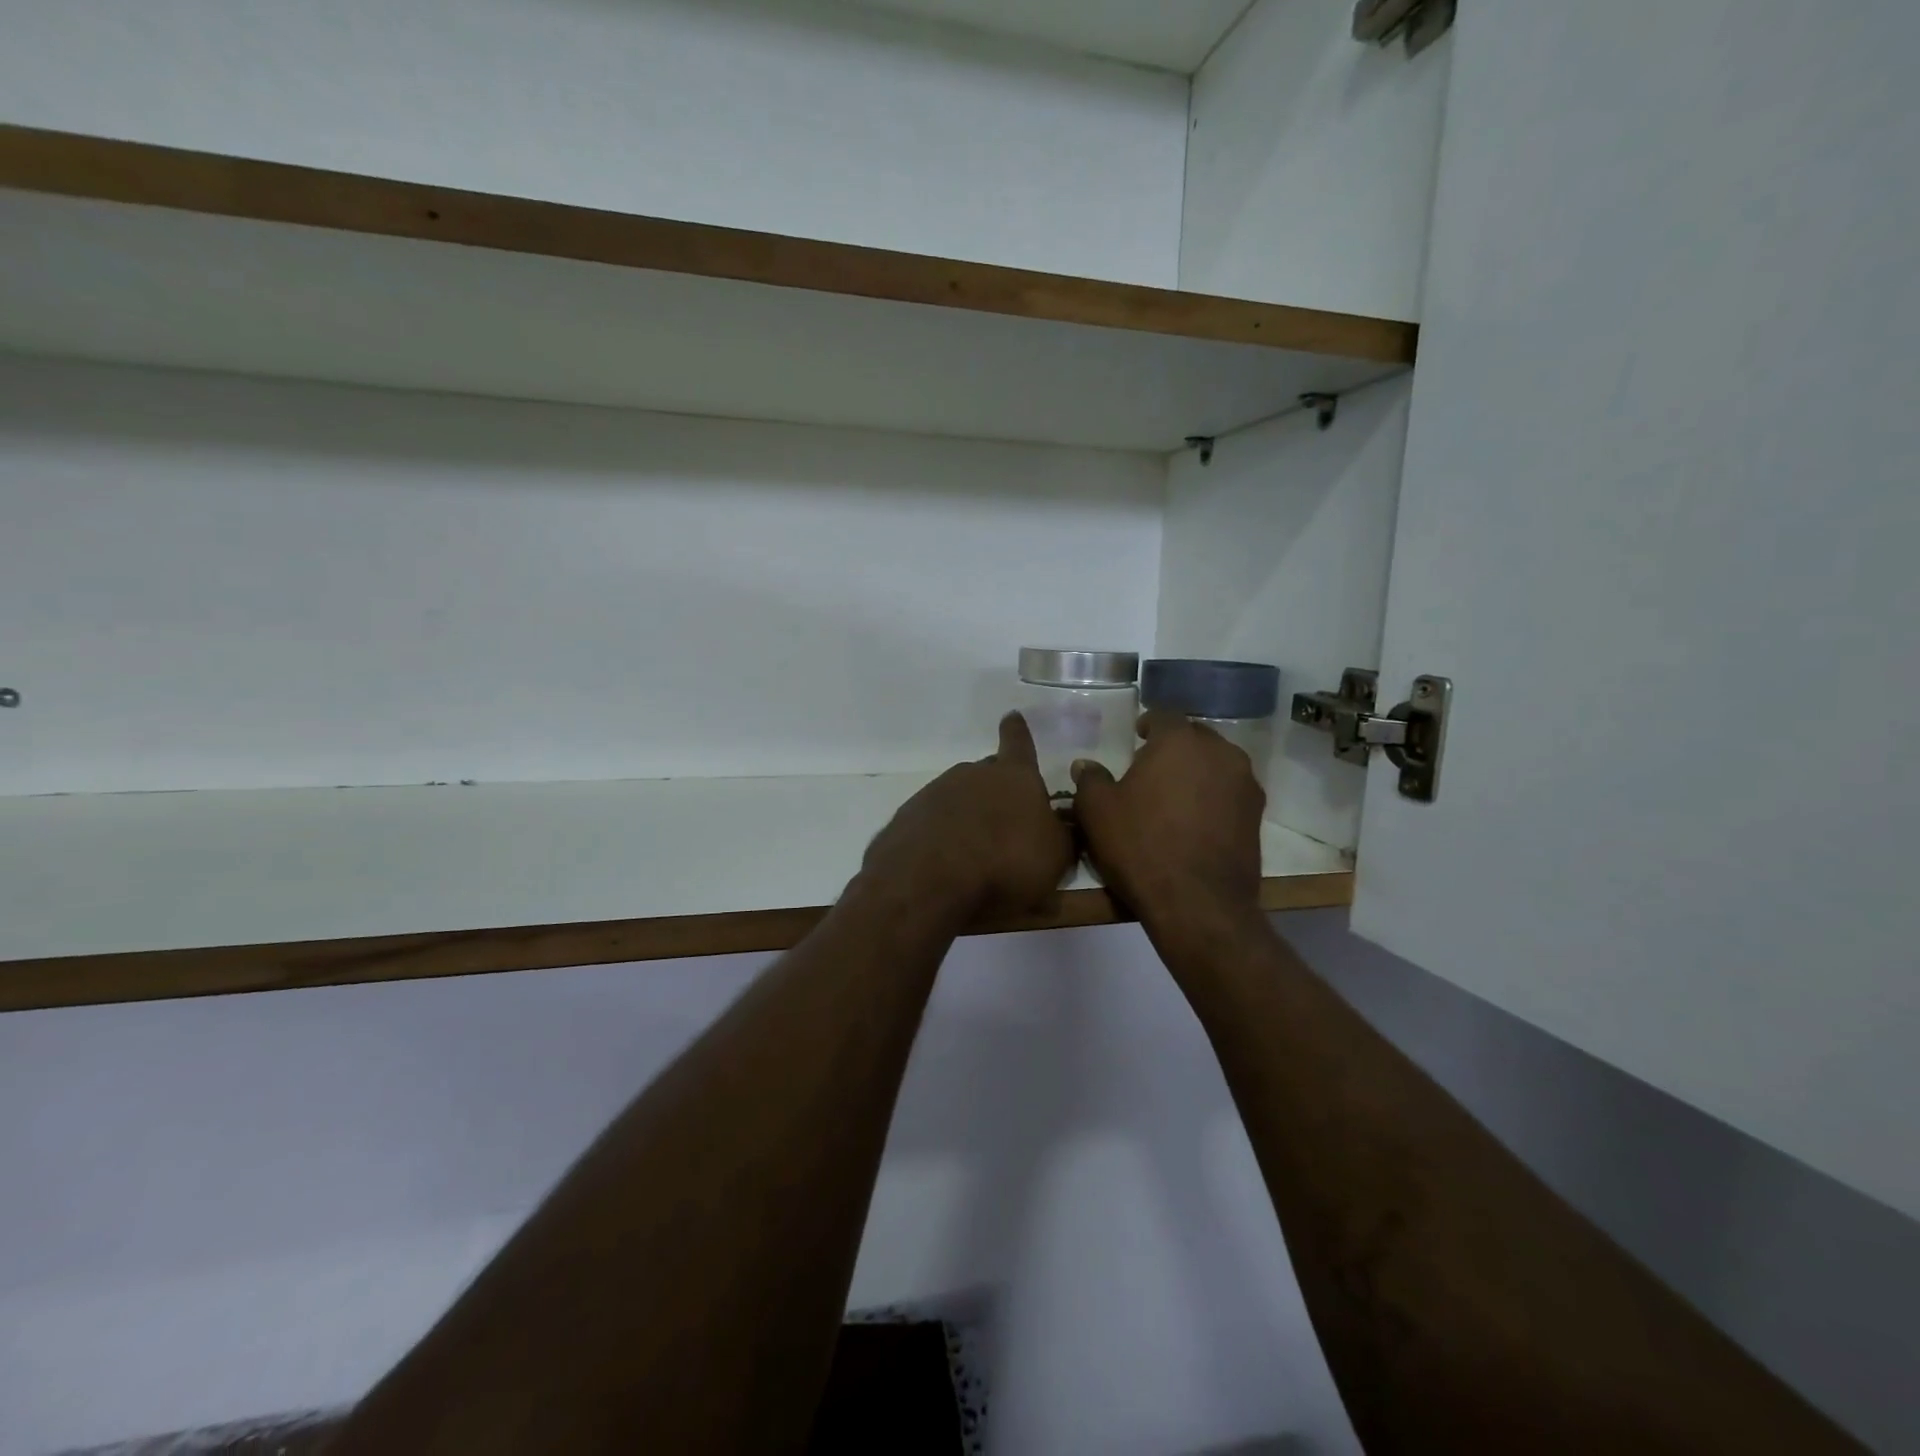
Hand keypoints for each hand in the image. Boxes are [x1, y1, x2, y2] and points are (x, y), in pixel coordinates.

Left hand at [859, 713, 1075, 922]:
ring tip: (975, 850)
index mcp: (1014, 776)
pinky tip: (945, 861)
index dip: (1018, 732)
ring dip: (968, 815)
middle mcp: (972, 774)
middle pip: (988, 773)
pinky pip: (932, 821)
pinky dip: (941, 834)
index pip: (1019, 742)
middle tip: (1005, 818)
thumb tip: (1062, 824)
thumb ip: (1062, 835)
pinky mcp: (907, 817)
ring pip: (958, 796)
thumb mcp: (1055, 856)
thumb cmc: (1006, 863)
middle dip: (997, 789)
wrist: (929, 884)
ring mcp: (935, 792)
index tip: (1012, 716)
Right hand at [1071, 711, 1265, 934]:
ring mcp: (1245, 784)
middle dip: (1175, 746)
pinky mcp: (1257, 815)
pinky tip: (1195, 819)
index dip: (1148, 724)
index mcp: (1179, 741)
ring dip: (1197, 771)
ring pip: (1217, 764)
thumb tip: (1085, 765)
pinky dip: (1214, 796)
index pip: (1163, 716)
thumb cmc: (1141, 846)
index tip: (1137, 736)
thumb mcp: (1098, 812)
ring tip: (1175, 794)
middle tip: (1152, 766)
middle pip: (1195, 737)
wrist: (1197, 903)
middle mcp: (1220, 752)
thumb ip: (1090, 780)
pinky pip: (1230, 792)